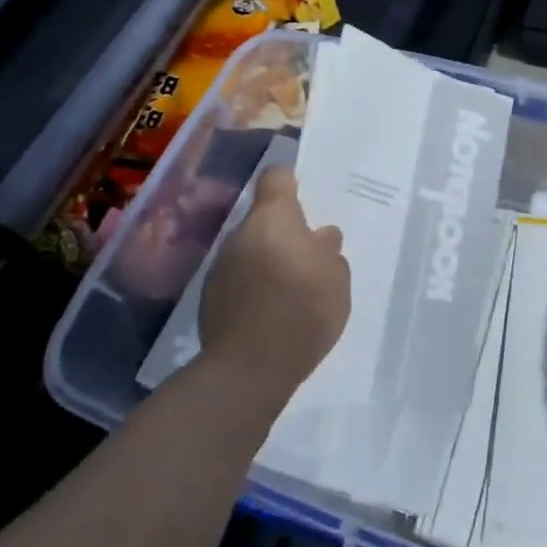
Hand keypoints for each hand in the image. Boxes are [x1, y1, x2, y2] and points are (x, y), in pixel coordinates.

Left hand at [199, 166, 349, 411]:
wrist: (249, 368)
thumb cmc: (303, 310)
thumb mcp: (336, 279)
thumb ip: (329, 252)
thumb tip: (320, 237)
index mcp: (273, 218)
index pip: (276, 178)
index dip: (290, 182)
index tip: (304, 196)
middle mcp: (240, 234)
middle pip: (263, 219)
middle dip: (284, 232)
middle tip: (309, 257)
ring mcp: (220, 266)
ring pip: (250, 250)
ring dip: (268, 260)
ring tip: (291, 290)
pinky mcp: (209, 298)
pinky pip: (238, 279)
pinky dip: (253, 287)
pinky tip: (270, 313)